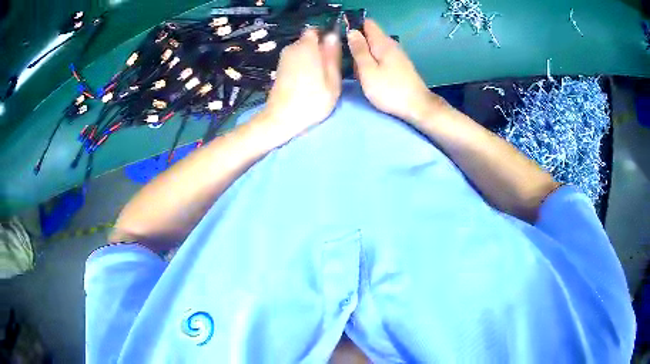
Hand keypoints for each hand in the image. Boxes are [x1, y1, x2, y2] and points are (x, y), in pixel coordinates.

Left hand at [256, 29, 341, 145]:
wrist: (281, 119)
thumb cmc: (311, 101)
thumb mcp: (332, 80)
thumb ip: (332, 56)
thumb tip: (333, 36)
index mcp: (306, 47)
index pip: (315, 30)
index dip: (325, 37)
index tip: (333, 51)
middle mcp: (292, 48)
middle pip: (309, 41)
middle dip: (319, 50)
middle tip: (329, 70)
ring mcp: (283, 59)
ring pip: (302, 52)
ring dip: (311, 59)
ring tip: (319, 78)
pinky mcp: (280, 69)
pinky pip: (296, 60)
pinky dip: (303, 66)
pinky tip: (308, 82)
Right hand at [347, 20, 447, 123]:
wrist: (418, 107)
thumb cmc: (390, 90)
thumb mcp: (367, 70)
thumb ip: (358, 50)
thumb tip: (351, 31)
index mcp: (382, 43)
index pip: (368, 23)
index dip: (354, 26)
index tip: (343, 38)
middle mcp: (391, 45)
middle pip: (371, 36)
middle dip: (357, 43)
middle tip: (349, 60)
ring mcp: (397, 55)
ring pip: (375, 48)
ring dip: (364, 55)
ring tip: (358, 71)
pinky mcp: (400, 66)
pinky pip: (381, 58)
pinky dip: (373, 63)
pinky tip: (370, 76)